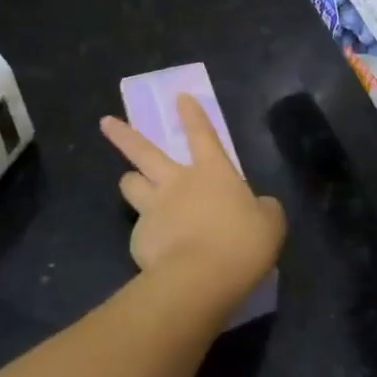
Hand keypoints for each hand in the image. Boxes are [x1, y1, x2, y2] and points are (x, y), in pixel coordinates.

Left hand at [99, 96, 285, 313]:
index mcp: (213, 172)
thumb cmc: (242, 244)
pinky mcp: (138, 239)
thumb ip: (263, 210)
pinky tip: (157, 252)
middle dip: (123, 134)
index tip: (180, 97)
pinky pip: (139, 231)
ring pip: (130, 184)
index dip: (193, 115)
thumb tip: (260, 208)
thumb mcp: (270, 223)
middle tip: (106, 122)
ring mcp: (153, 209)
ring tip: (132, 184)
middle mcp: (177, 182)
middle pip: (144, 151)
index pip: (202, 134)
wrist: (201, 279)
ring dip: (131, 182)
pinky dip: (147, 236)